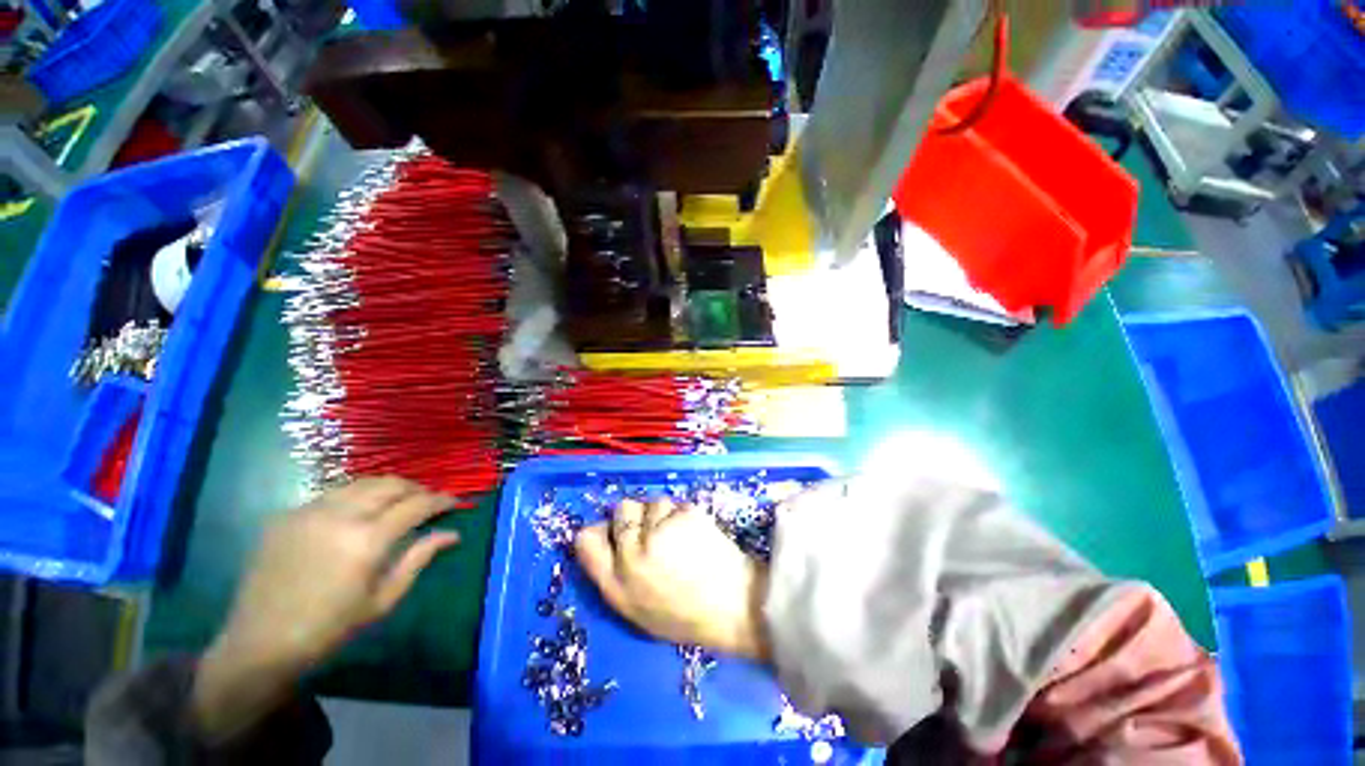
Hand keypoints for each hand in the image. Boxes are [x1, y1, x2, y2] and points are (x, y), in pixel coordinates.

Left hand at [193, 477, 459, 740]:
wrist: (260, 643)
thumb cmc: (330, 629)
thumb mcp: (383, 600)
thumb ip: (418, 559)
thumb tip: (453, 534)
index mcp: (367, 540)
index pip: (416, 504)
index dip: (441, 499)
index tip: (455, 502)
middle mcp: (340, 516)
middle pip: (390, 484)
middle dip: (416, 488)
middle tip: (428, 500)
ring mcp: (309, 512)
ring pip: (361, 482)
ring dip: (387, 487)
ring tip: (398, 501)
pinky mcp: (287, 515)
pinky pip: (332, 494)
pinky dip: (356, 496)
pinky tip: (358, 513)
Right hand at [574, 498, 769, 660]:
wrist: (734, 607)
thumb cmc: (685, 616)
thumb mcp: (637, 610)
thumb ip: (614, 575)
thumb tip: (603, 537)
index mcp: (616, 585)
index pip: (587, 540)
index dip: (600, 530)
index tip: (613, 531)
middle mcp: (632, 555)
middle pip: (620, 509)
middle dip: (634, 515)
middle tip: (651, 528)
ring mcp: (659, 532)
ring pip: (650, 501)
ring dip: (660, 512)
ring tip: (678, 533)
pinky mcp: (684, 516)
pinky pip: (674, 503)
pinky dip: (681, 513)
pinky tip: (693, 531)